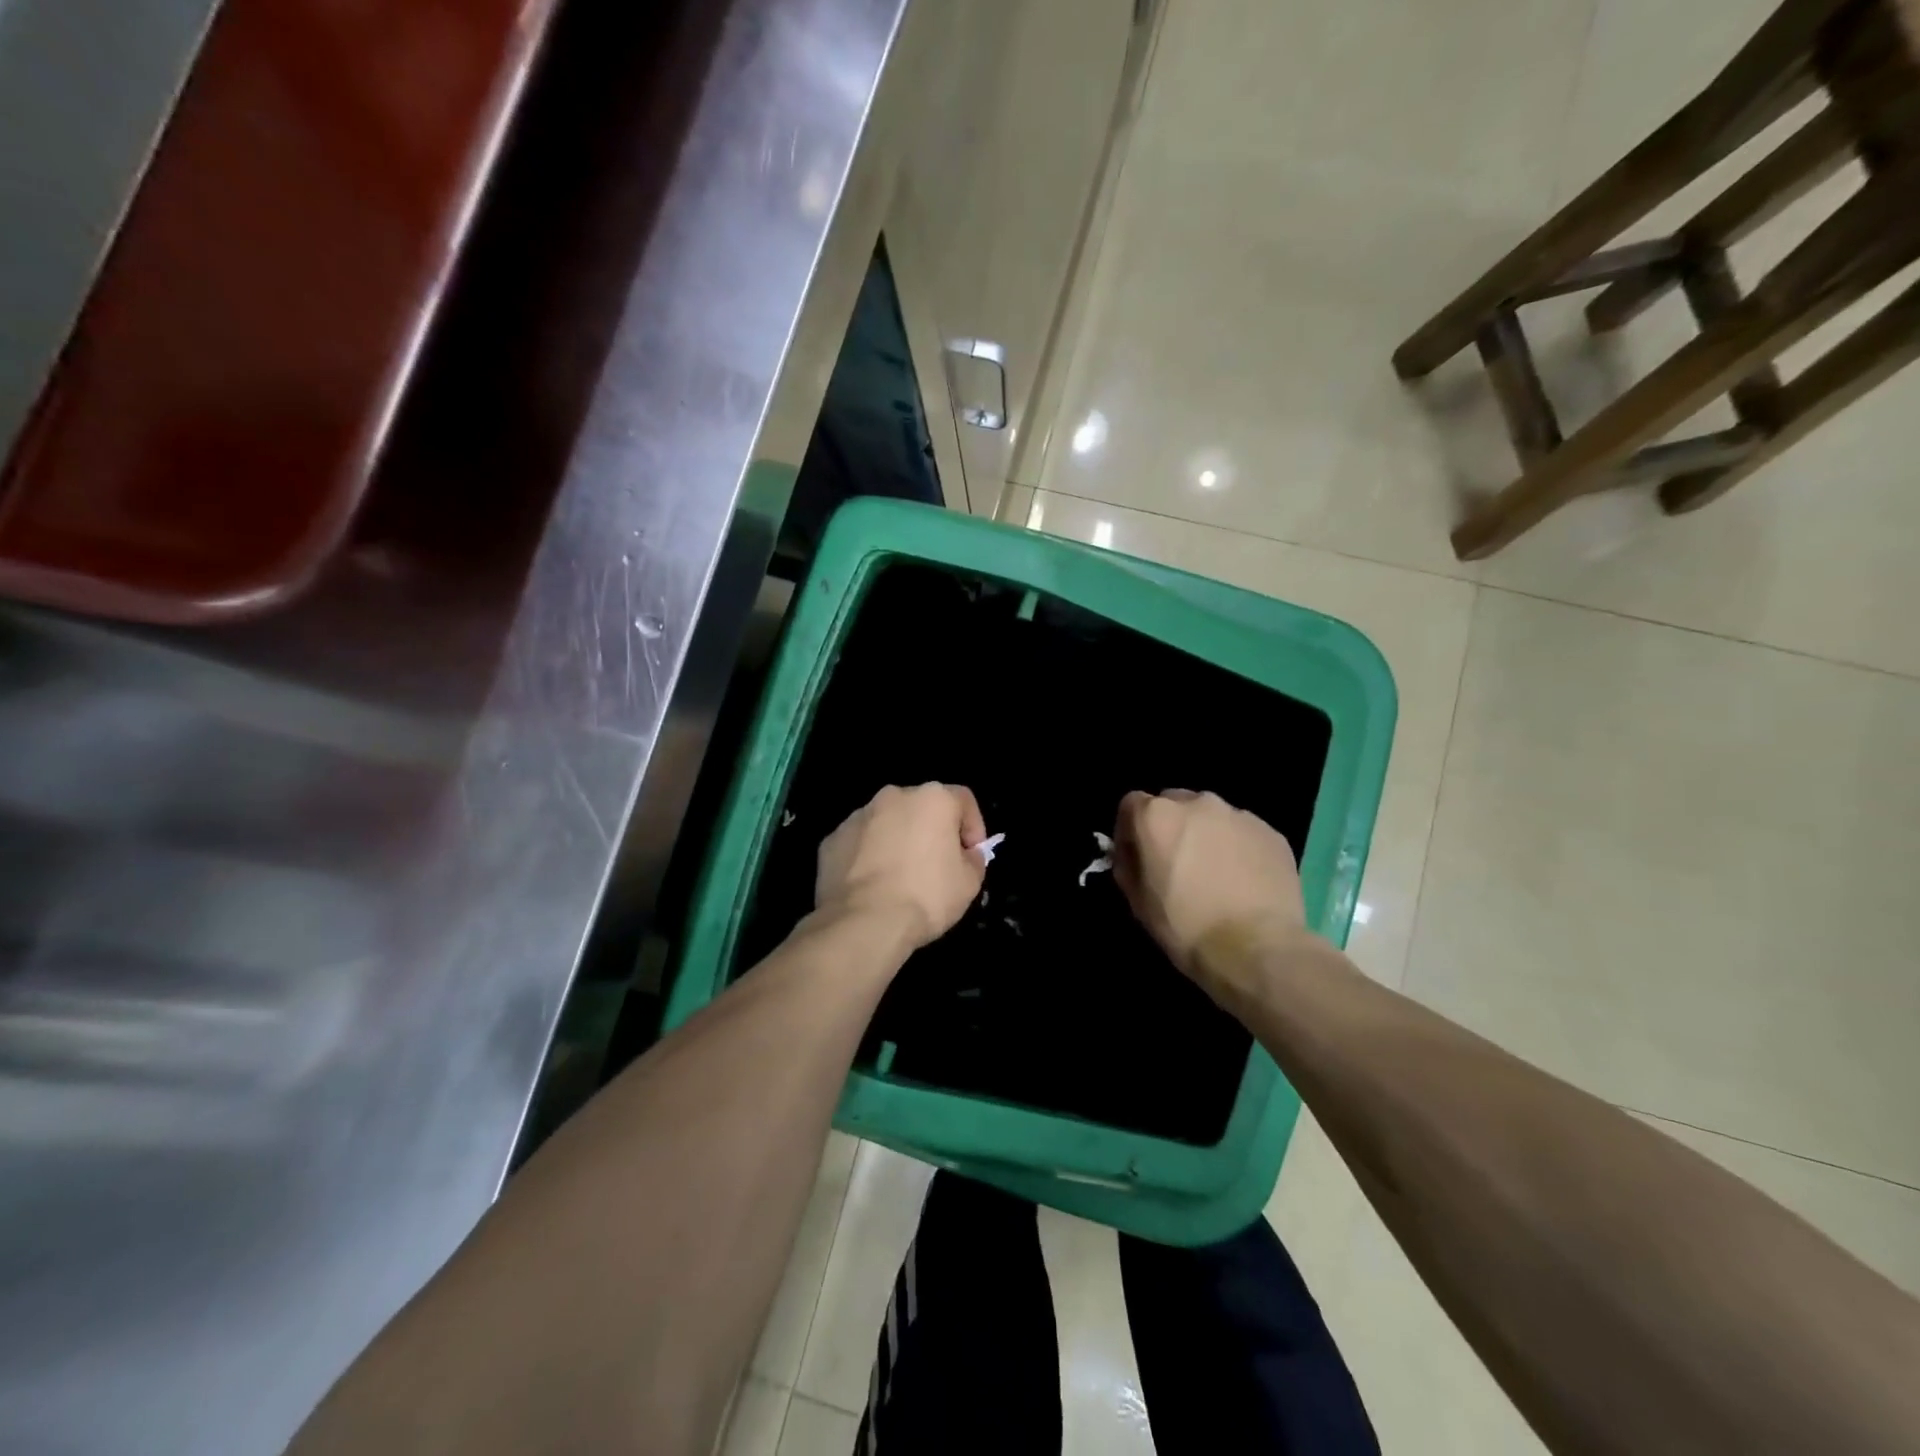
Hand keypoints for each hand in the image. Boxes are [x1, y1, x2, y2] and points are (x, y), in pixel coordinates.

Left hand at [815, 784, 987, 951]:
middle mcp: (893, 796)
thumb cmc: (926, 896)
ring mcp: (858, 816)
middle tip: (936, 866)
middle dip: (931, 831)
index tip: (971, 855)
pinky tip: (872, 886)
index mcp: (932, 798)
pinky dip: (868, 857)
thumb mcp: (970, 883)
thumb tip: (965, 854)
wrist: (863, 922)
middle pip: (921, 807)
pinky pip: (860, 843)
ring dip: (897, 841)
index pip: (963, 800)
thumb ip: (973, 859)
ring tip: (900, 879)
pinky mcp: (832, 839)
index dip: (973, 826)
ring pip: (887, 823)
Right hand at [1112, 790, 1309, 996]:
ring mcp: (1239, 815)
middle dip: (1170, 827)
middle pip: (1174, 803)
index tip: (1137, 857)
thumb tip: (1134, 855)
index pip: (1132, 804)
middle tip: (1177, 862)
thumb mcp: (1138, 901)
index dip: (1130, 830)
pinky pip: (1243, 832)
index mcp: (1157, 815)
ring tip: (1215, 873)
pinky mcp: (1271, 832)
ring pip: (1212, 817)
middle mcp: (1198, 803)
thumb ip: (1129, 866)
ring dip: (1206, 835)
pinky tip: (1243, 880)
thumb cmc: (1185, 926)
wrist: (1254, 948)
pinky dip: (1238, 848)